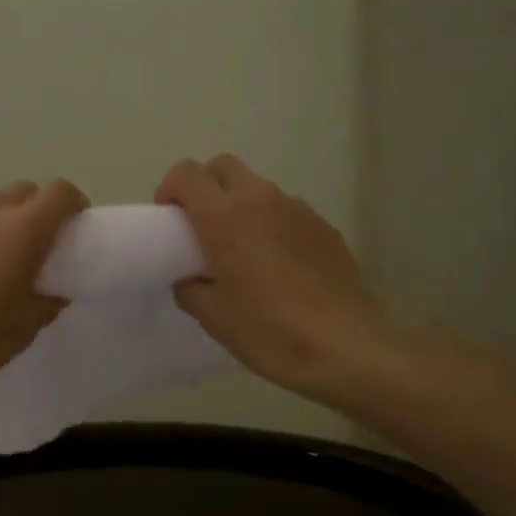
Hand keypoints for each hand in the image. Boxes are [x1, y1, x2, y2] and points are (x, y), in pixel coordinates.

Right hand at [157, 156, 391, 406]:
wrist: (345, 348)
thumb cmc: (269, 330)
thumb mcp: (213, 317)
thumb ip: (190, 287)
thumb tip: (191, 277)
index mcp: (224, 217)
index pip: (187, 173)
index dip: (171, 190)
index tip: (170, 221)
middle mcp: (261, 200)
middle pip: (224, 167)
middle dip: (206, 187)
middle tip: (202, 227)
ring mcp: (298, 210)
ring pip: (258, 188)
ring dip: (241, 206)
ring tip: (243, 250)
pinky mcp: (325, 227)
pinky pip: (287, 211)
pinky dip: (273, 224)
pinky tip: (279, 266)